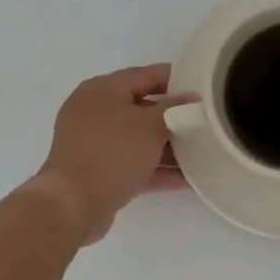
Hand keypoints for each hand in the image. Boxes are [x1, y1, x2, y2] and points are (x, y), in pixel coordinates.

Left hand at [31, 64, 189, 244]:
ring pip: (139, 139)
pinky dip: (157, 169)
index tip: (204, 88)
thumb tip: (191, 99)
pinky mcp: (98, 172)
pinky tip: (188, 180)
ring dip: (169, 147)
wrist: (73, 204)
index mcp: (102, 89)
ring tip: (203, 153)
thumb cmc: (112, 152)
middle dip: (175, 117)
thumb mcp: (151, 125)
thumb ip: (175, 109)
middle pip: (143, 108)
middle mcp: (95, 111)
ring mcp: (94, 143)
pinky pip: (134, 164)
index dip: (177, 79)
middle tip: (205, 123)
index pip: (146, 75)